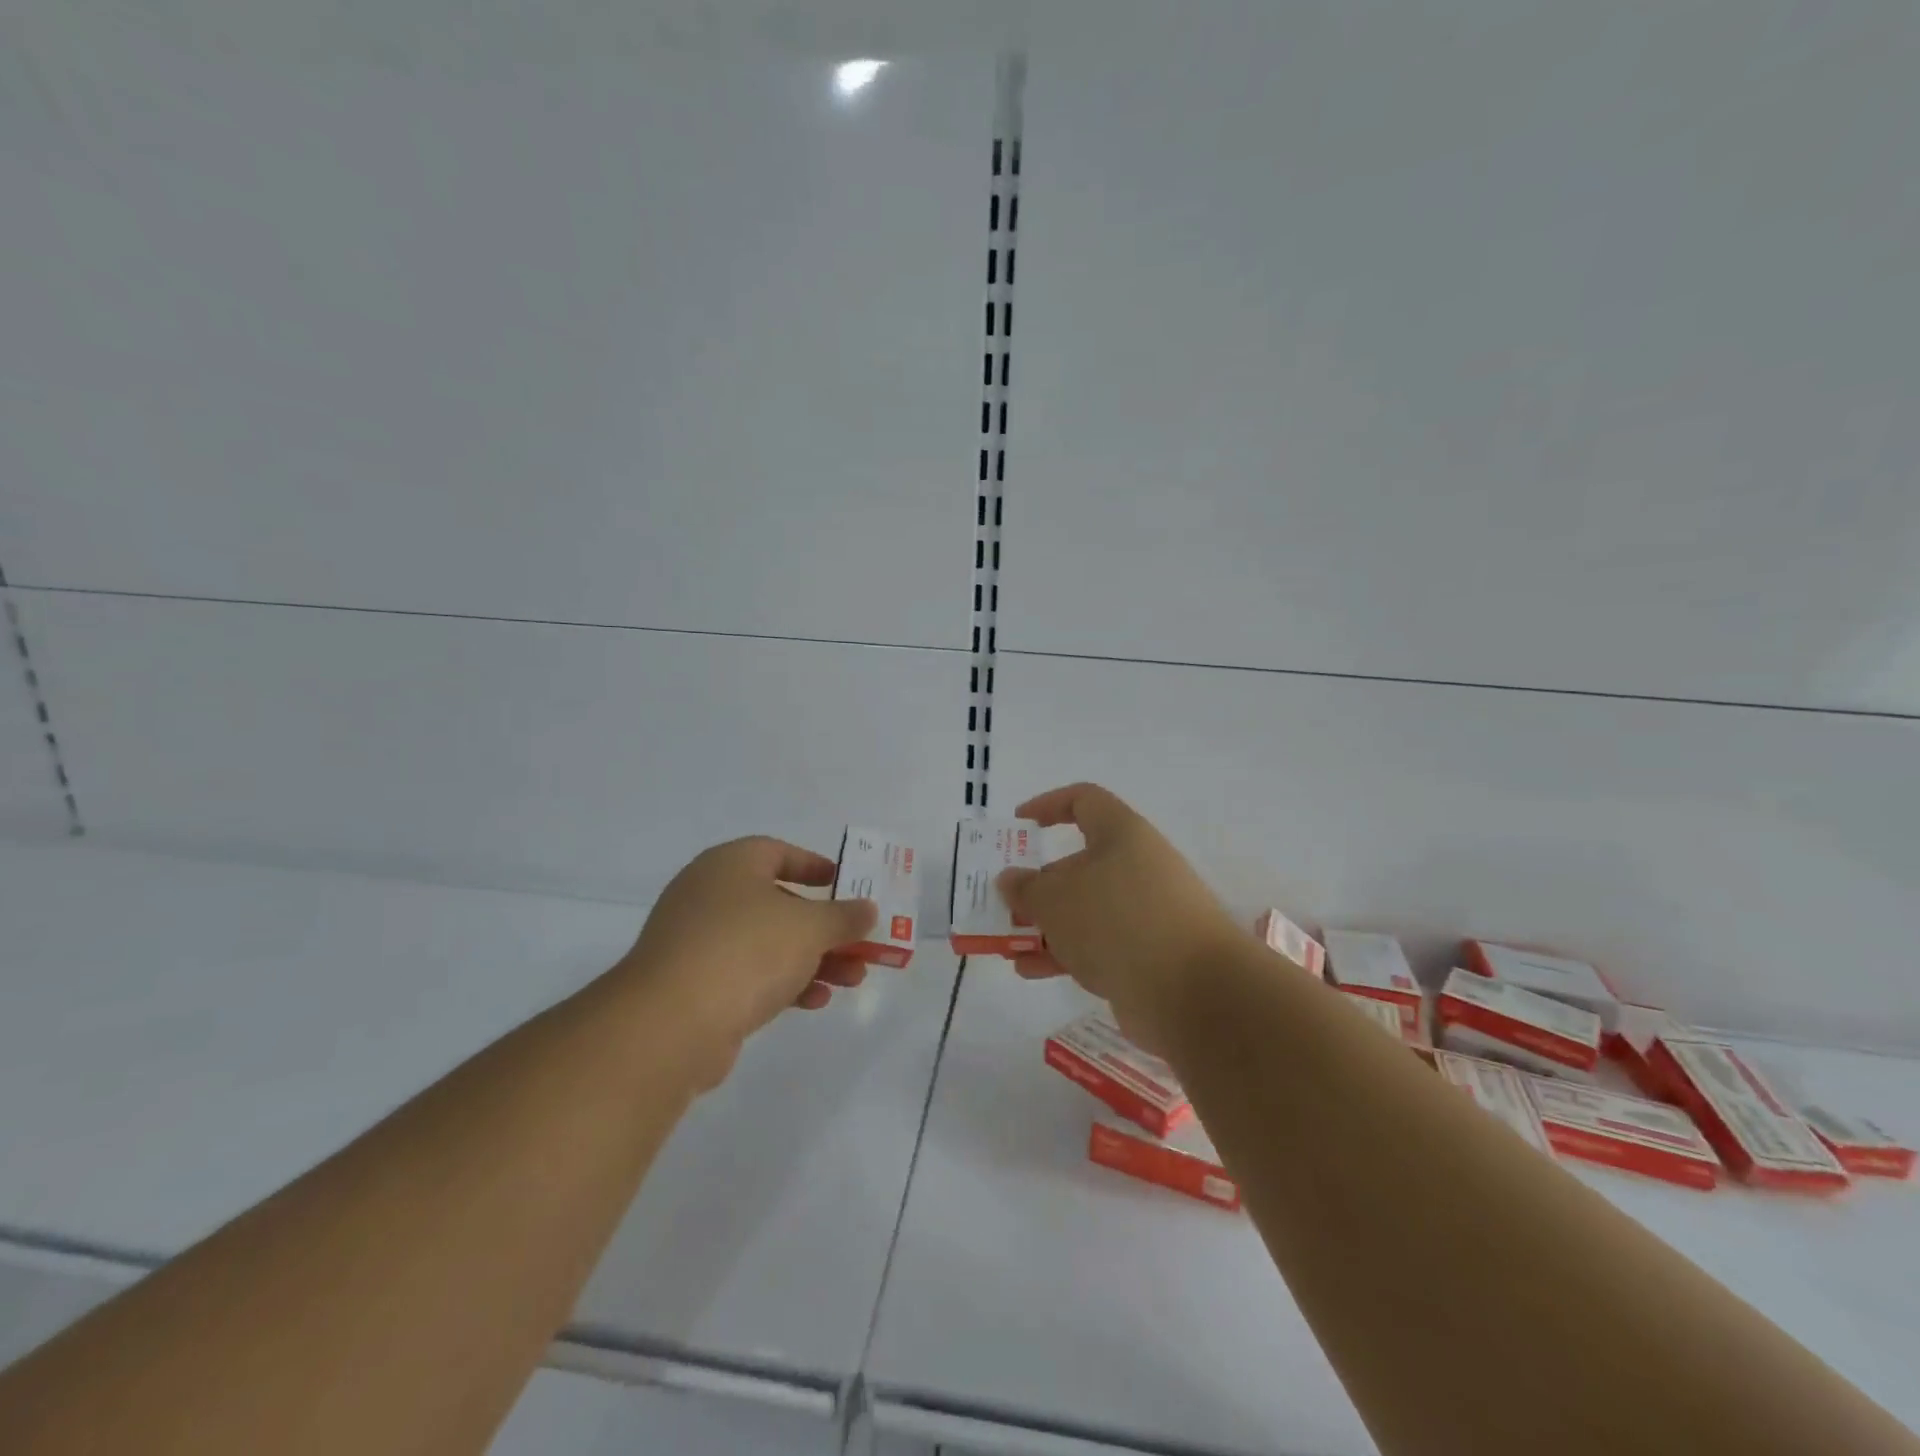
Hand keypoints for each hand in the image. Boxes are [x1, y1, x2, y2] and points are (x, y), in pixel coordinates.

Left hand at [613, 837, 877, 1086]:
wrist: (670, 1025)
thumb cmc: (747, 951)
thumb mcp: (810, 928)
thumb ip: (844, 917)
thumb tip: (867, 909)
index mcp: (730, 865)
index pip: (777, 852)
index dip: (813, 865)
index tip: (843, 883)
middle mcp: (708, 895)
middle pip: (778, 902)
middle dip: (824, 925)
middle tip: (857, 941)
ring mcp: (697, 942)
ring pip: (767, 943)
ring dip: (812, 958)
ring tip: (853, 979)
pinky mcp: (693, 985)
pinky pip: (748, 974)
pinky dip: (784, 983)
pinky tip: (816, 1001)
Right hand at [998, 784, 1241, 1047]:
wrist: (1195, 992)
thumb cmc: (1117, 921)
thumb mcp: (1055, 899)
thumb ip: (1026, 888)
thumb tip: (1011, 880)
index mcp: (1121, 834)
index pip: (1083, 801)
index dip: (1048, 805)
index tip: (1018, 826)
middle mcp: (1137, 867)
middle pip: (1079, 863)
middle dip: (1037, 884)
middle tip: (1004, 902)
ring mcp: (1145, 913)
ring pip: (1085, 910)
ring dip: (1045, 925)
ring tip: (1006, 943)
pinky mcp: (1148, 955)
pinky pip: (1097, 945)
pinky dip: (1064, 954)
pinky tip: (1030, 971)